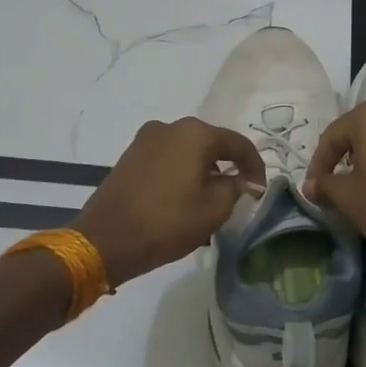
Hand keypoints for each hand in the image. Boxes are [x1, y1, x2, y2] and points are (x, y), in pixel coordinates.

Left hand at [75, 118, 266, 285]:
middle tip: (238, 192)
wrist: (105, 240)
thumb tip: (240, 179)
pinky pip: (167, 158)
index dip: (255, 166)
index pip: (238, 143)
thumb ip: (235, 187)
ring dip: (202, 169)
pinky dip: (181, 172)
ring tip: (210, 198)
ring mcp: (146, 139)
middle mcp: (170, 126)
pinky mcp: (130, 155)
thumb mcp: (214, 209)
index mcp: (195, 133)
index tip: (260, 190)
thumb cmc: (167, 222)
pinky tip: (183, 196)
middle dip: (227, 166)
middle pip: (211, 143)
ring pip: (187, 150)